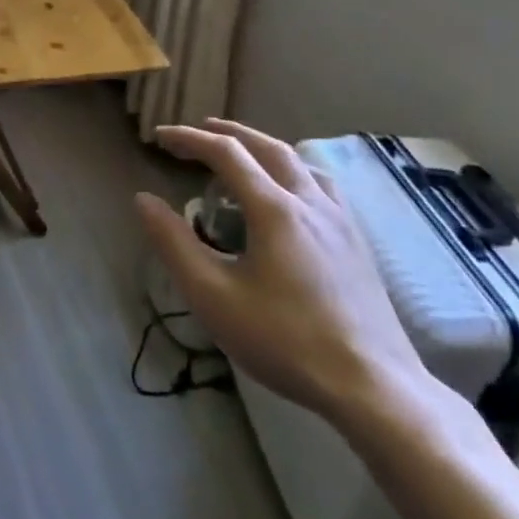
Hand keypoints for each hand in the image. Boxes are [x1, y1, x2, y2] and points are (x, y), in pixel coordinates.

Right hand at [134, 118, 430, 428]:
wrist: (374, 388)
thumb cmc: (285, 340)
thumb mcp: (212, 295)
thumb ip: (173, 243)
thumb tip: (144, 200)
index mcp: (275, 209)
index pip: (226, 154)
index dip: (189, 139)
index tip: (159, 137)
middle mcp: (310, 203)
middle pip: (268, 148)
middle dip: (229, 133)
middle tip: (199, 130)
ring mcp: (341, 222)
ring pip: (300, 164)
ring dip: (264, 148)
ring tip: (243, 155)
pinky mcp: (358, 244)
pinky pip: (321, 186)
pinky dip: (293, 171)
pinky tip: (290, 195)